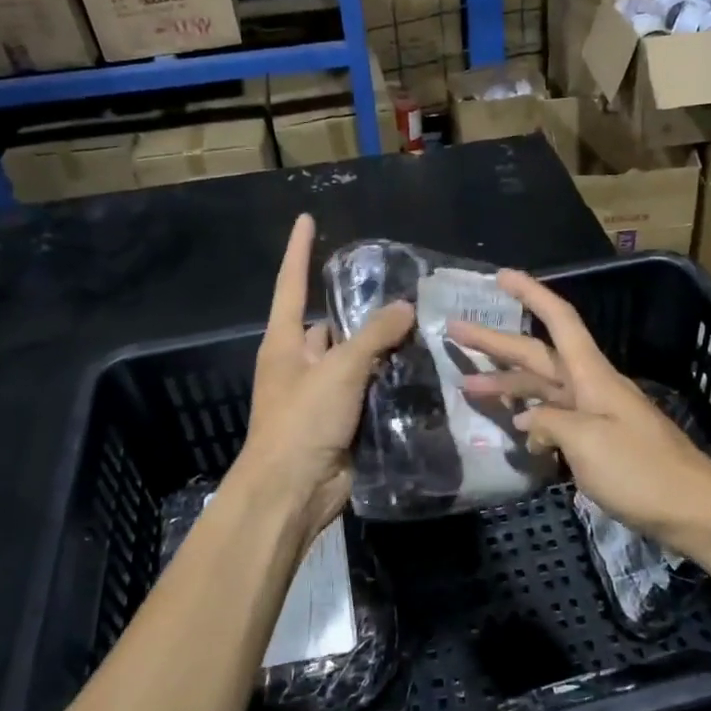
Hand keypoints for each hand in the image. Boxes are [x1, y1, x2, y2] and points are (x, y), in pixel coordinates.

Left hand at [231, 213, 414, 544]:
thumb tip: (405, 307)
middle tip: (405, 289)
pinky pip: (369, 390)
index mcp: (285, 342)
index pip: (291, 284)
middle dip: (362, 310)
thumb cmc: (302, 421)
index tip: (308, 219)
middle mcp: (301, 363)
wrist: (293, 492)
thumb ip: (373, 336)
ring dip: (383, 348)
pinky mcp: (344, 420)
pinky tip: (422, 367)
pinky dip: (390, 380)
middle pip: (333, 324)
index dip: (299, 251)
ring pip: (357, 359)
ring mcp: (323, 393)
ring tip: (424, 323)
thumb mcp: (338, 370)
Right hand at [451, 270, 710, 549]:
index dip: (531, 294)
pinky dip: (531, 417)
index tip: (501, 276)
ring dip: (506, 384)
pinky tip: (512, 427)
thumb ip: (549, 423)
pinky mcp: (599, 442)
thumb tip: (528, 421)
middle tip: (454, 331)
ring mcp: (595, 415)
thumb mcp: (587, 443)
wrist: (694, 510)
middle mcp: (591, 387)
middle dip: (496, 342)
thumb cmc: (641, 471)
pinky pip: (556, 418)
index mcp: (591, 375)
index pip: (559, 320)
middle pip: (538, 354)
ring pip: (543, 388)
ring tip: (466, 386)